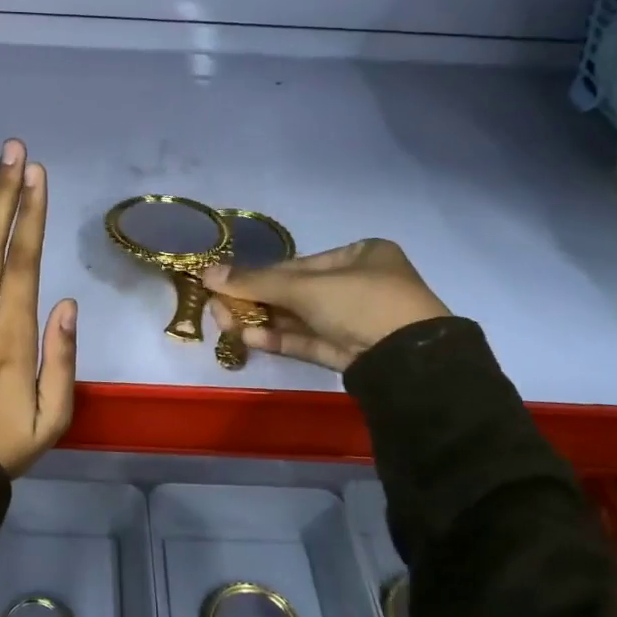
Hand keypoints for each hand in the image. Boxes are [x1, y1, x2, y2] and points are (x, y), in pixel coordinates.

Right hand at [201, 239, 449, 372]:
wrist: (410, 361)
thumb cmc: (362, 303)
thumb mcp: (306, 288)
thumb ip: (255, 282)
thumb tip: (206, 273)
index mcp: (360, 255)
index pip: (297, 265)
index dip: (257, 276)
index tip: (223, 285)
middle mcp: (359, 284)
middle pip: (294, 293)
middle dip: (255, 302)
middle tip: (219, 311)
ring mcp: (355, 321)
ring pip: (298, 319)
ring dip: (262, 323)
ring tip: (228, 327)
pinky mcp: (350, 352)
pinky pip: (308, 340)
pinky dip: (280, 339)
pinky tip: (250, 339)